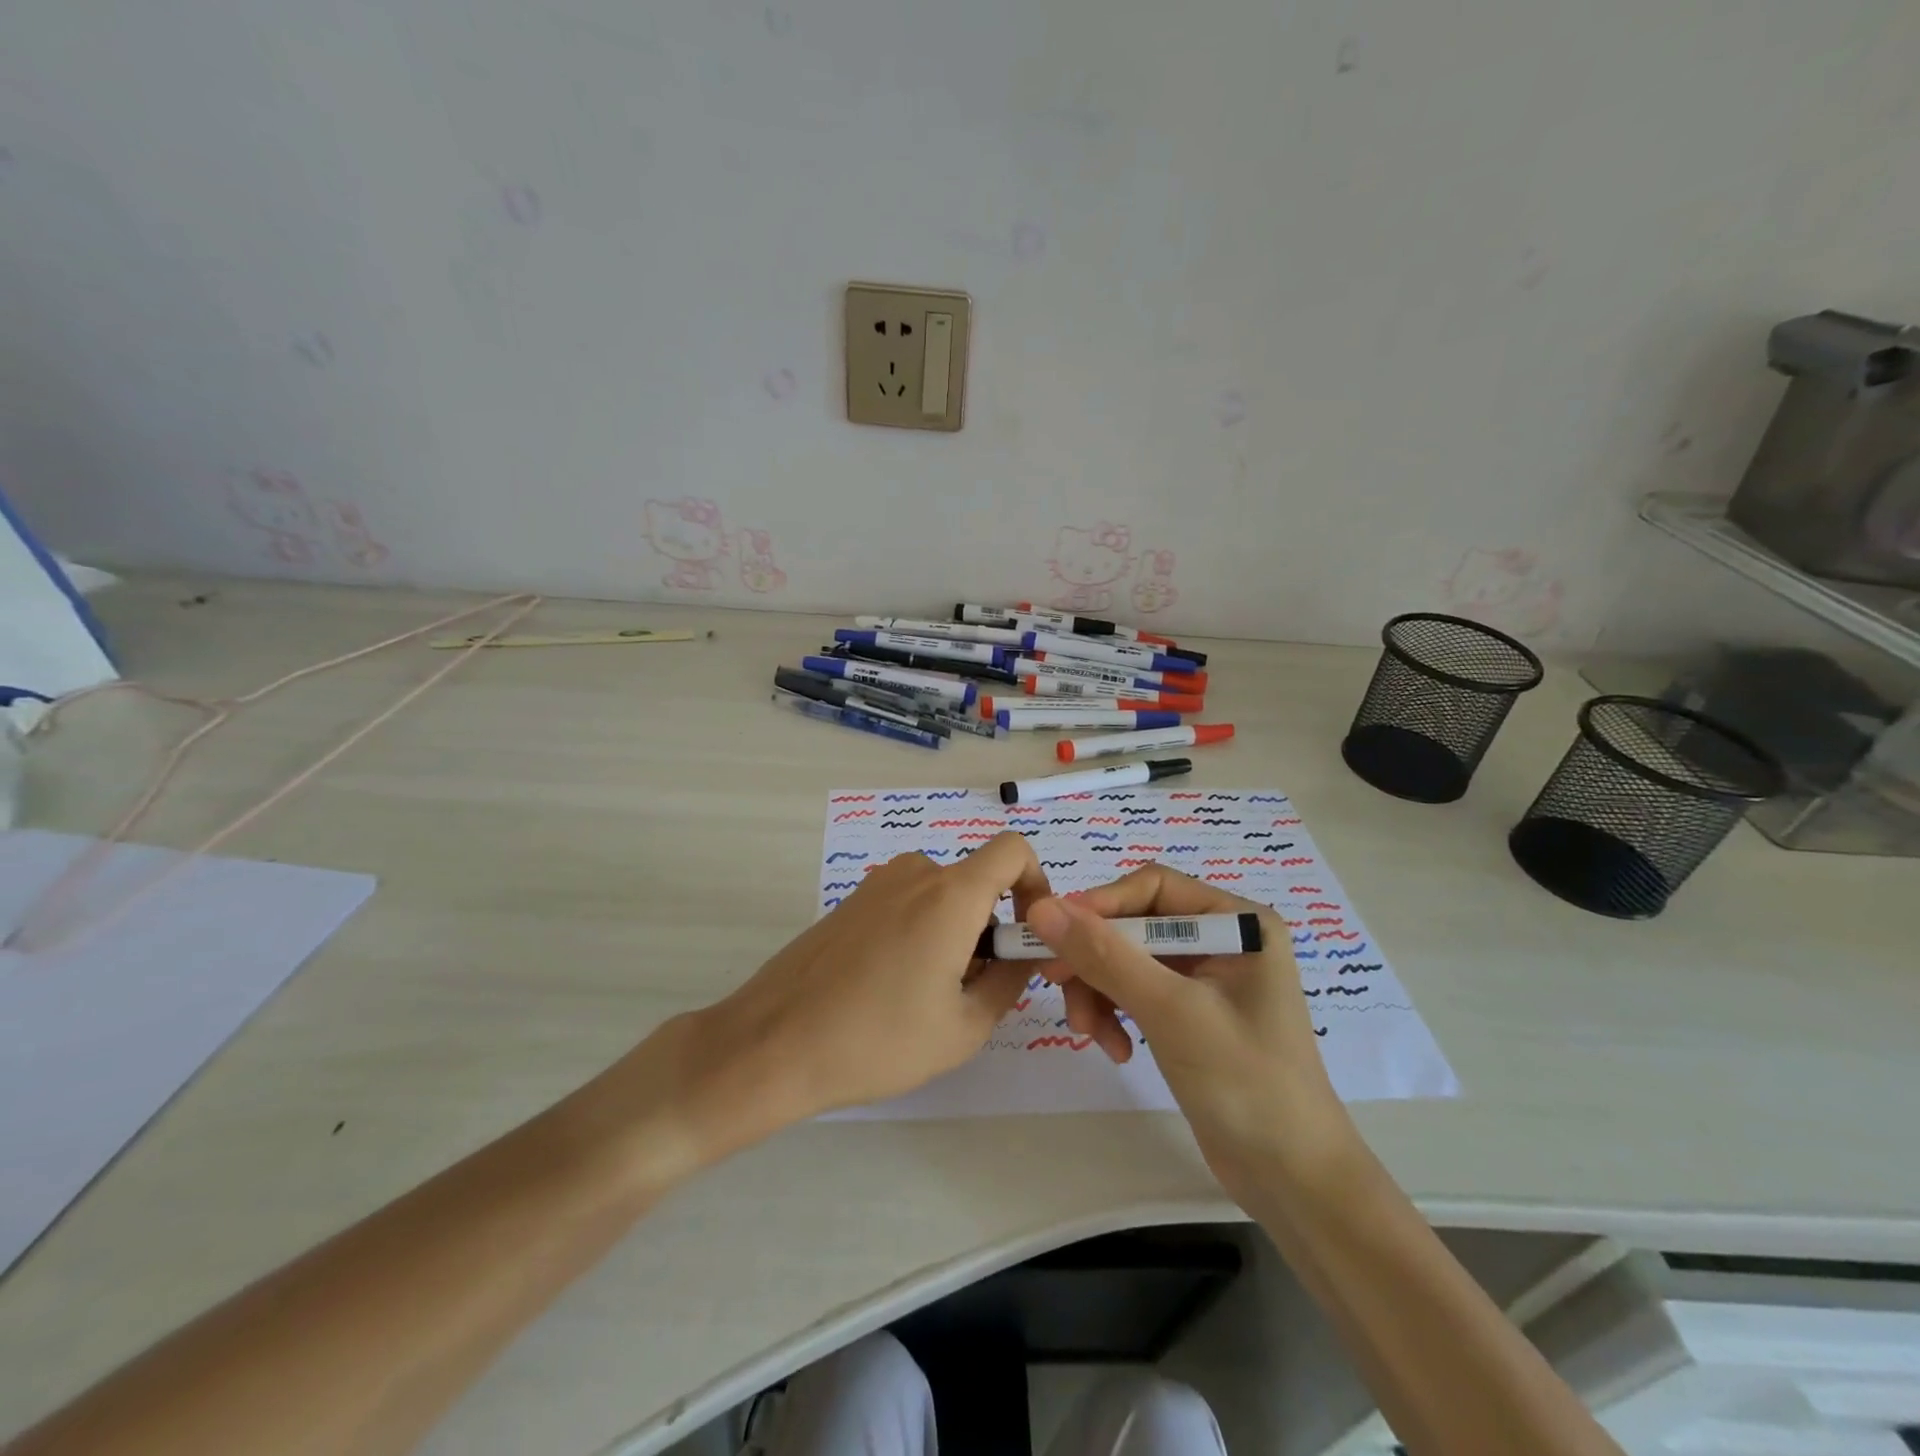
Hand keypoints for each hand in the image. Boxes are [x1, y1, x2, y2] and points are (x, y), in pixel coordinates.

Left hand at [677, 832, 1051, 1133]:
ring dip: (955, 933)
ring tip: (930, 996)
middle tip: (975, 988)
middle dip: (991, 927)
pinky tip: (892, 987)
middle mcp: (915, 873)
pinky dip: (921, 931)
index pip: (1013, 851)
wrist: (772, 1044)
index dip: (1035, 883)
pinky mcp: (850, 902)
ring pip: (941, 896)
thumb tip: (1026, 953)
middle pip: (976, 882)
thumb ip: (1010, 981)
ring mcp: (876, 884)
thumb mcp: (963, 1027)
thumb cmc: (877, 1040)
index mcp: (950, 894)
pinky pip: (906, 903)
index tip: (1027, 934)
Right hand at [1025, 866, 1353, 1197]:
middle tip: (1054, 983)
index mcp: (1237, 922)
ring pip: (1128, 960)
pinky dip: (1117, 1013)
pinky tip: (1116, 1050)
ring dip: (1100, 991)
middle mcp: (1222, 939)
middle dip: (1095, 957)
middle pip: (1135, 924)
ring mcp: (1206, 978)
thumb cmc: (1246, 1083)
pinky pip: (1136, 992)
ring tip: (1090, 1034)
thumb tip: (1042, 908)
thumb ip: (1105, 956)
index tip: (1052, 934)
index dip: (1100, 904)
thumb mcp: (1171, 1012)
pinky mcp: (1190, 1013)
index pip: (1153, 887)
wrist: (1294, 1182)